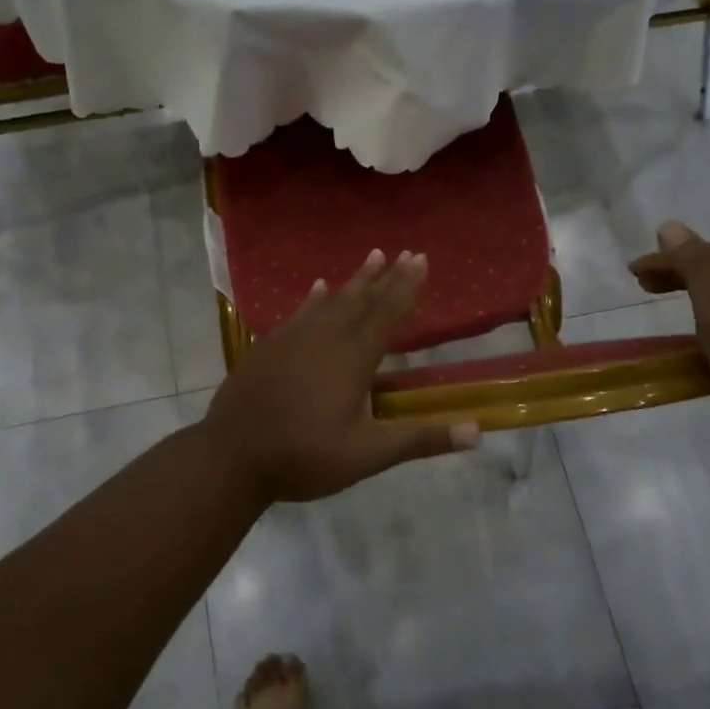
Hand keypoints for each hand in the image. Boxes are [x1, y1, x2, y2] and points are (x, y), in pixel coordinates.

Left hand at [204, 249, 480, 502]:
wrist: (231, 456)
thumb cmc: (304, 457)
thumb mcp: (367, 455)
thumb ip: (420, 440)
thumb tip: (478, 432)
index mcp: (352, 358)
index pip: (387, 313)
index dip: (406, 286)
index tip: (420, 258)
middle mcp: (324, 337)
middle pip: (361, 299)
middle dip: (386, 276)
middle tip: (404, 252)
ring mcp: (292, 338)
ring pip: (330, 301)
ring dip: (354, 281)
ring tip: (371, 257)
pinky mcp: (269, 346)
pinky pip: (299, 312)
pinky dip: (314, 298)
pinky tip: (318, 288)